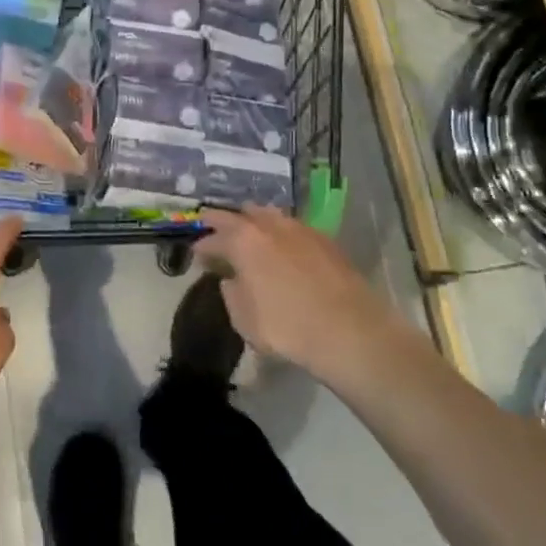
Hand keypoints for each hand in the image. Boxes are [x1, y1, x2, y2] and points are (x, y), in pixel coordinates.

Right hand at [196, 206, 398, 388]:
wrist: (349, 330)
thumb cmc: (286, 326)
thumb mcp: (243, 318)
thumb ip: (231, 293)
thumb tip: (231, 280)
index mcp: (243, 240)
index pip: (212, 238)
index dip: (201, 247)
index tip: (196, 255)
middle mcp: (269, 226)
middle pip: (239, 215)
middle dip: (223, 222)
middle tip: (214, 230)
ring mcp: (301, 229)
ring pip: (270, 215)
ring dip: (255, 221)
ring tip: (250, 233)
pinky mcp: (326, 240)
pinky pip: (294, 227)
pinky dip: (281, 233)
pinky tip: (282, 246)